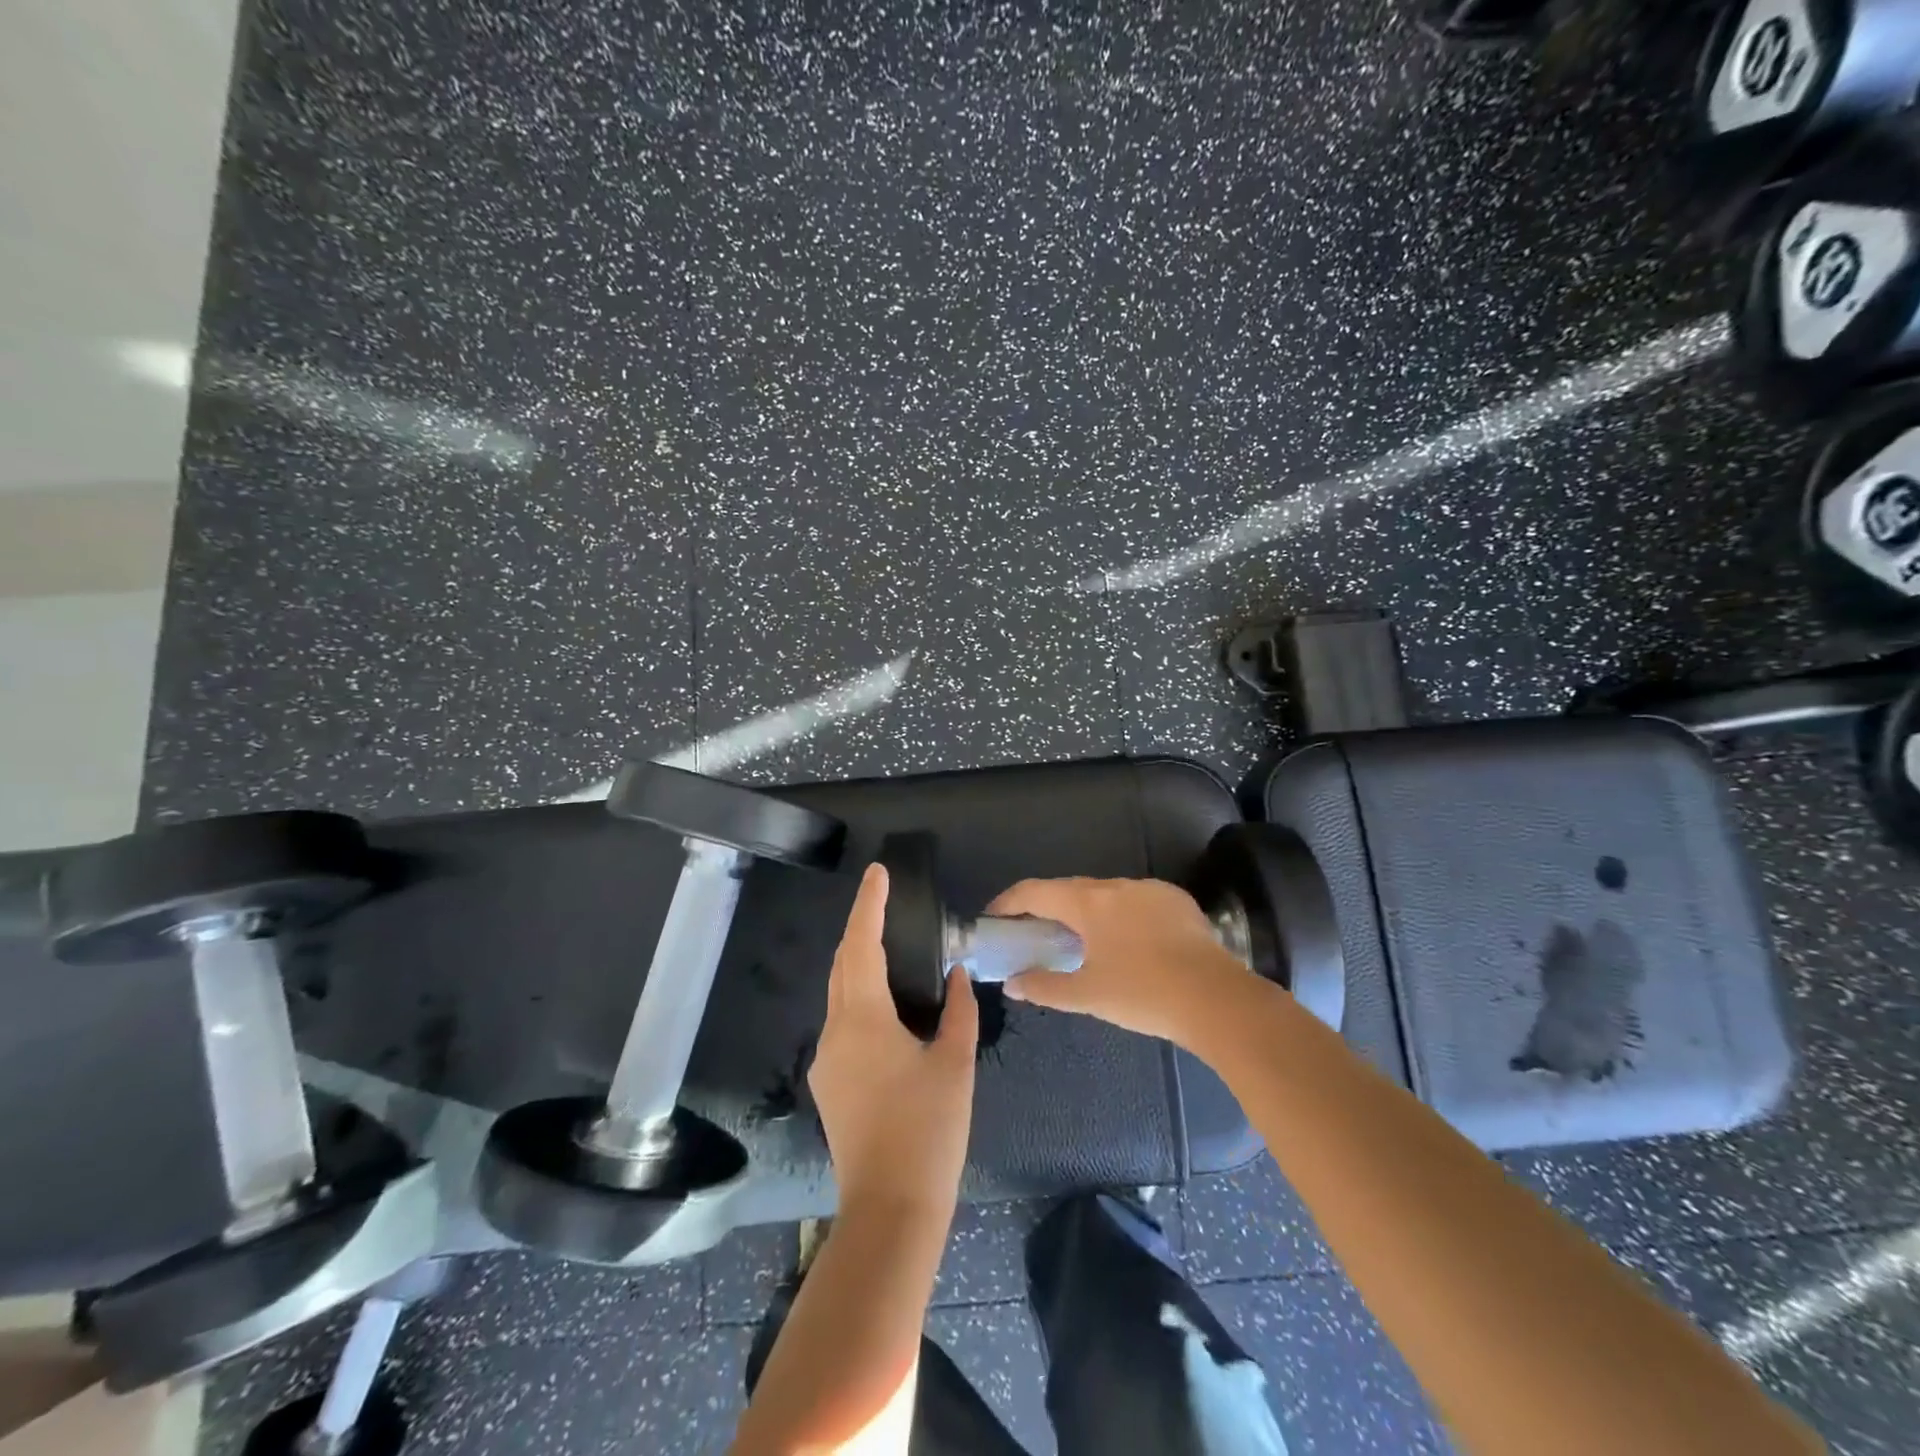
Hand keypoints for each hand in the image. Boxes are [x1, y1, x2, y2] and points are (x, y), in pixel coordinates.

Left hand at [810, 863, 978, 1217]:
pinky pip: (843, 1024)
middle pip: (842, 965)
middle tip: (886, 905)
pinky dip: (862, 1000)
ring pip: (840, 995)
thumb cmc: (929, 1131)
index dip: (869, 905)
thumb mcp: (955, 1064)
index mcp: (864, 1019)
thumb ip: (959, 1012)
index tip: (878, 873)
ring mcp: (827, 1061)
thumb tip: (956, 976)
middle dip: (861, 930)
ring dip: (860, 965)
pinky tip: (889, 1010)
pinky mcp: (829, 1085)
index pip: (861, 945)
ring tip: (892, 951)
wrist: (891, 1210)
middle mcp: (835, 1032)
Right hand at [986, 876, 1250, 1044]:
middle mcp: (1116, 886)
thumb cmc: (1144, 995)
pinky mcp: (1176, 900)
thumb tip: (1013, 984)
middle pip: (1069, 889)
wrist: (1217, 999)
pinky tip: (1127, 942)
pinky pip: (1135, 900)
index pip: (1035, 891)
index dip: (1009, 902)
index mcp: (1088, 903)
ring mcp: (1149, 889)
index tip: (994, 918)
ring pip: (1104, 894)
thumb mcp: (1088, 996)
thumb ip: (1045, 987)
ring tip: (1081, 940)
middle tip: (1033, 933)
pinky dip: (1118, 915)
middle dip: (1046, 907)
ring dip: (1085, 911)